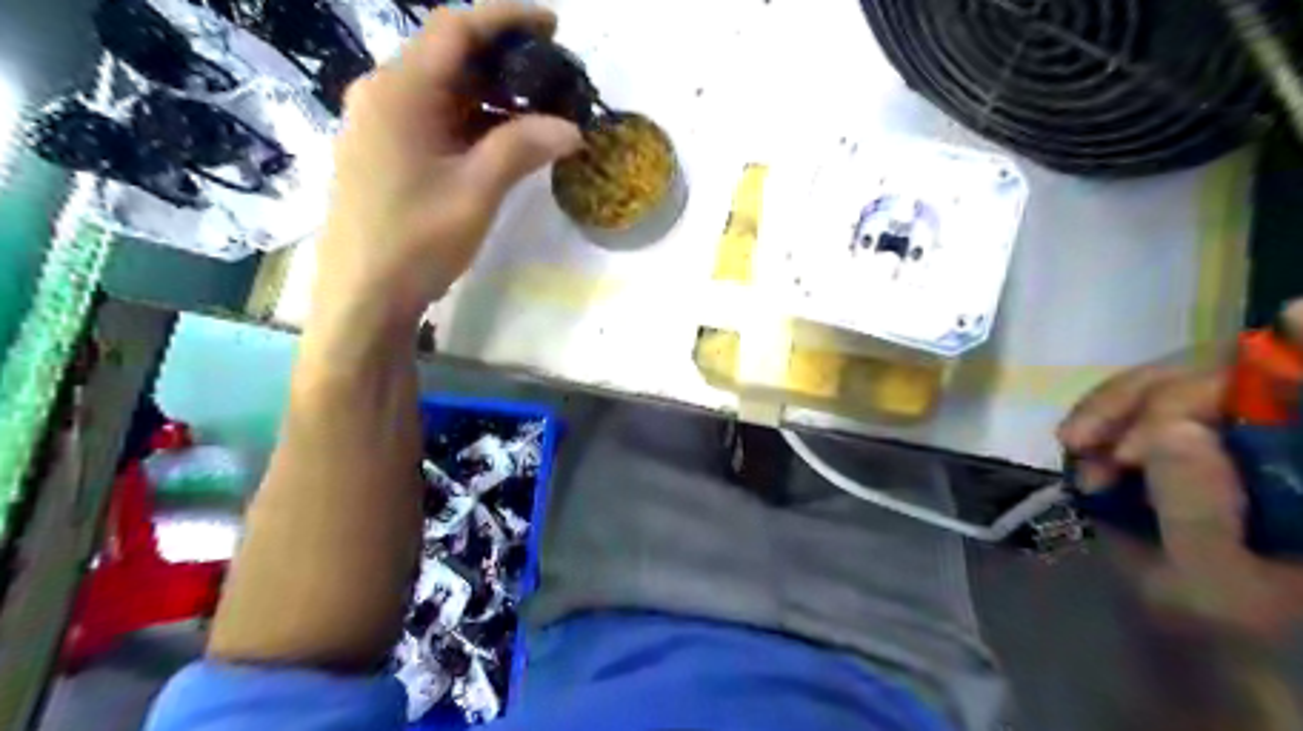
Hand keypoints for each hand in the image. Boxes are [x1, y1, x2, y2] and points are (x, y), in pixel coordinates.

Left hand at [311, 0, 577, 333]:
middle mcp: (383, 94)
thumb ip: (522, 149)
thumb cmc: (416, 241)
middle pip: (450, 58)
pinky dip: (473, 123)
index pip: (457, 30)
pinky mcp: (386, 153)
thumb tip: (572, 128)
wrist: (363, 297)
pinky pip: (435, 121)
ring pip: (444, 92)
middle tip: (556, 77)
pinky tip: (506, 140)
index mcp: (400, 91)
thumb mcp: (476, 192)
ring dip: (492, 96)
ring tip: (541, 109)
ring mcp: (381, 125)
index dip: (507, 18)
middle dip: (505, 62)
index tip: (555, 24)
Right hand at [1057, 300, 1302, 636]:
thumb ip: (1199, 517)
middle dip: (1151, 401)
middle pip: (1235, 368)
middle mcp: (1285, 428)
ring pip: (1186, 372)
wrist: (1222, 631)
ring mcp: (1244, 421)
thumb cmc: (1233, 627)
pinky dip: (1110, 409)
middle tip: (1089, 445)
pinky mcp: (1200, 422)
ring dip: (1117, 404)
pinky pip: (1153, 391)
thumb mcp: (1215, 589)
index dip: (1286, 358)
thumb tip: (1168, 430)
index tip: (1251, 348)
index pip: (1302, 384)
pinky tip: (1081, 437)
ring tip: (1073, 443)